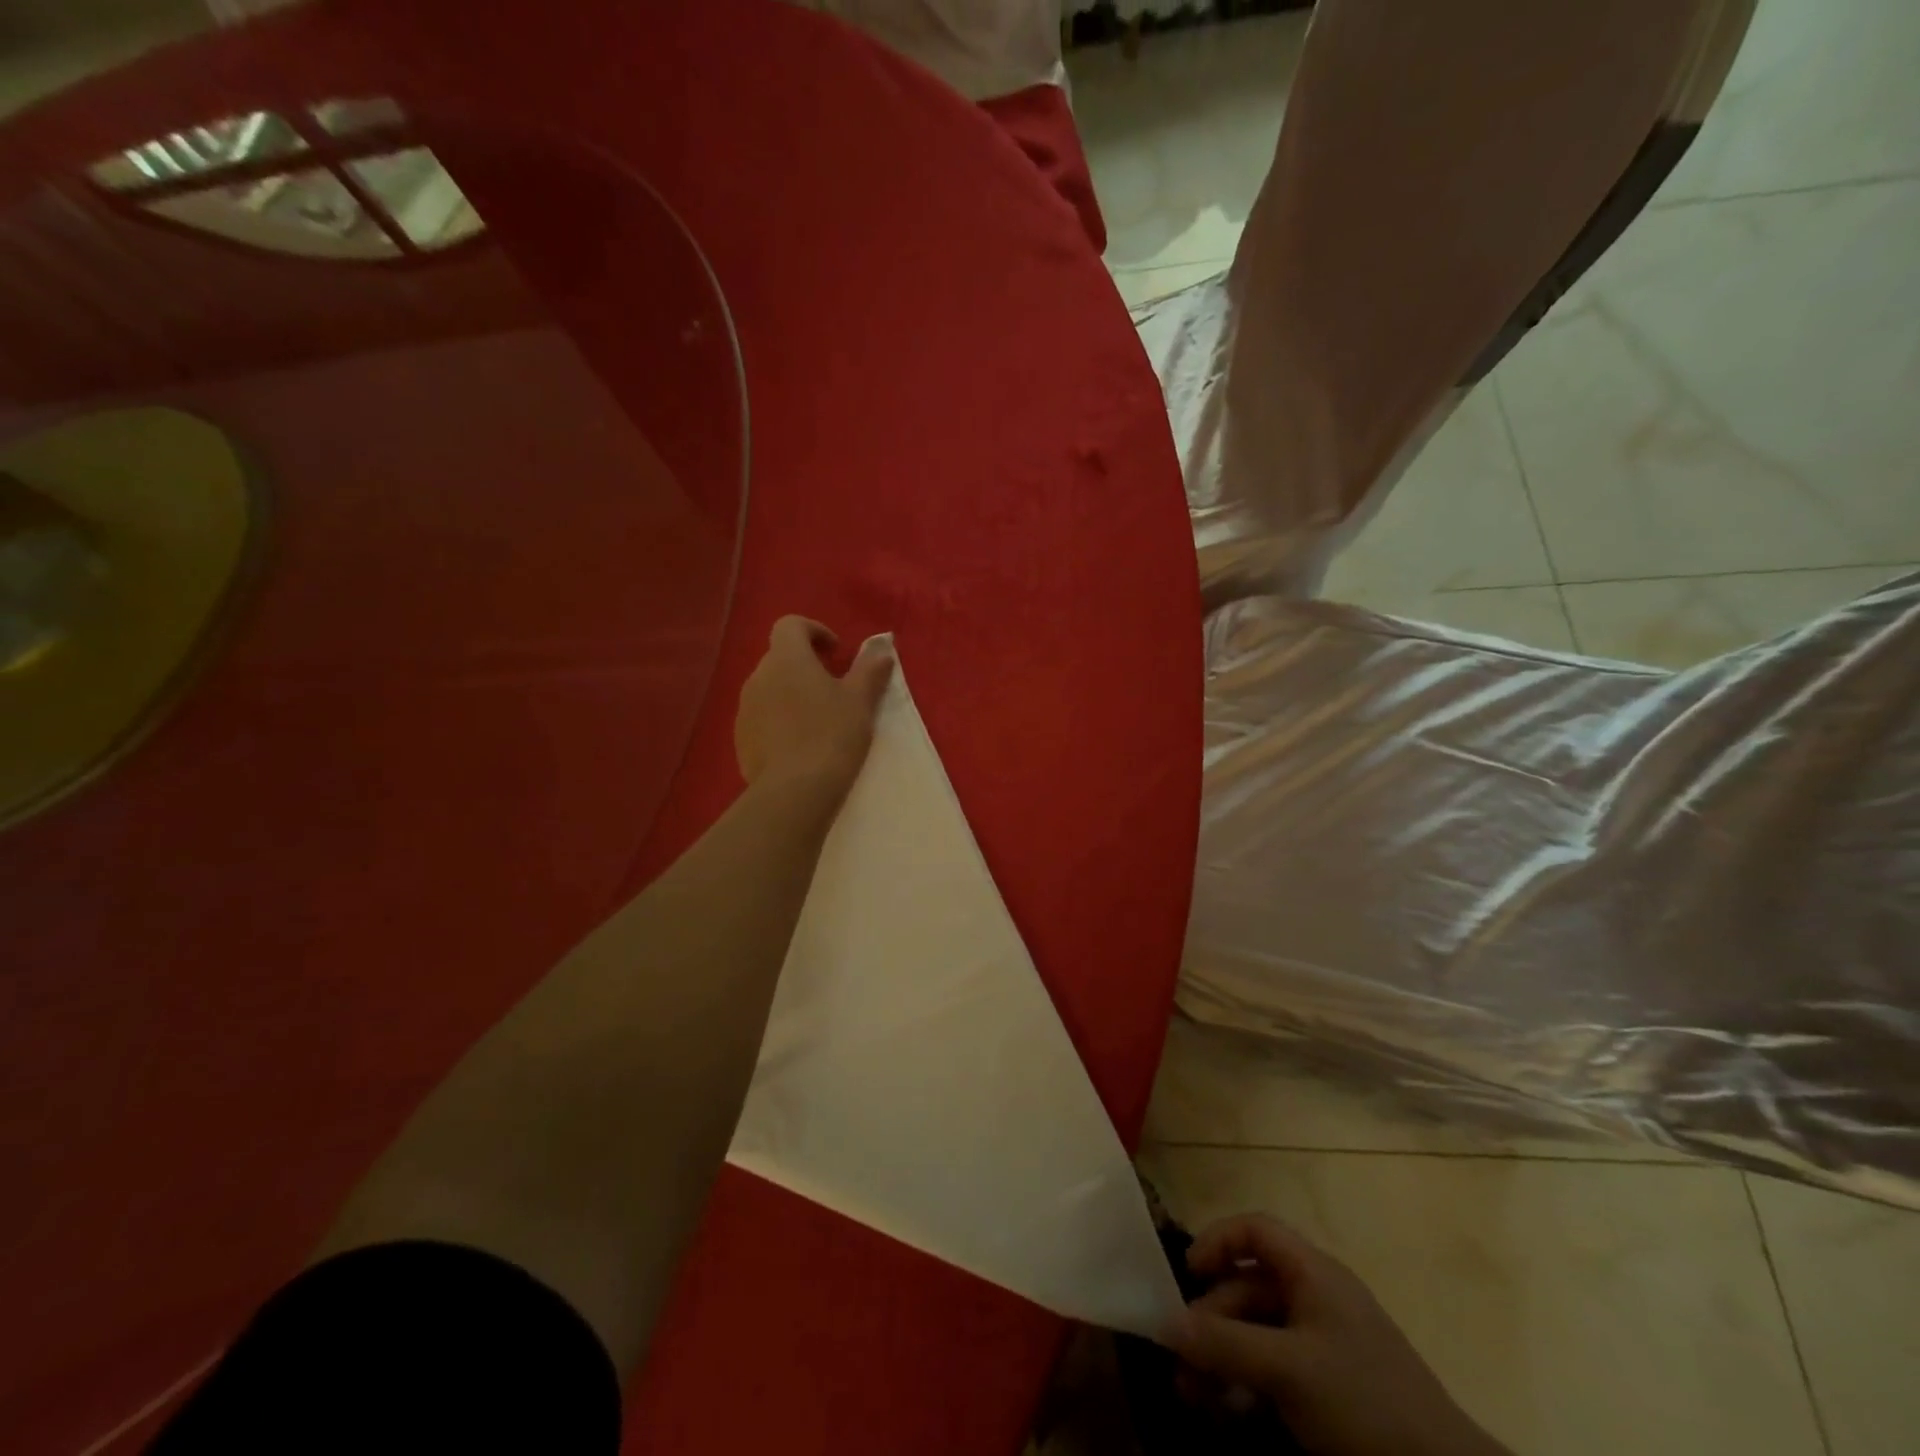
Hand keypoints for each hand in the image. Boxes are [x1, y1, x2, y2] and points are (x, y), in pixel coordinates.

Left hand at [734, 617, 892, 794]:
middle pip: (780, 658)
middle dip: (804, 666)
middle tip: (833, 689)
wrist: (794, 791)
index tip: (836, 652)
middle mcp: (758, 676)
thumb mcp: (860, 701)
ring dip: (791, 695)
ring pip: (769, 690)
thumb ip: (869, 670)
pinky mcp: (740, 739)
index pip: (790, 625)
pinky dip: (779, 722)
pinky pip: (761, 719)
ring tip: (817, 720)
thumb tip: (881, 647)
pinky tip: (799, 746)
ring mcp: (745, 709)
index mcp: (786, 658)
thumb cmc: (832, 735)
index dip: (814, 631)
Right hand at [1166, 1214, 1510, 1455]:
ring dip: (1222, 1360)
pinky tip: (1228, 1414)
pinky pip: (1277, 1372)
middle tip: (1179, 1361)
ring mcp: (1327, 1346)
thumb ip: (1223, 1344)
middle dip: (1210, 1322)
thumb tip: (1162, 1321)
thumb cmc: (1364, 1403)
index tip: (1187, 1275)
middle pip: (1249, 1288)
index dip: (1217, 1241)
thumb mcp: (1287, 1370)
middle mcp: (1317, 1298)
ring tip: (1192, 1397)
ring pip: (1258, 1335)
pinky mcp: (1333, 1391)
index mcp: (1312, 1273)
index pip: (1255, 1230)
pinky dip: (1248, 1387)